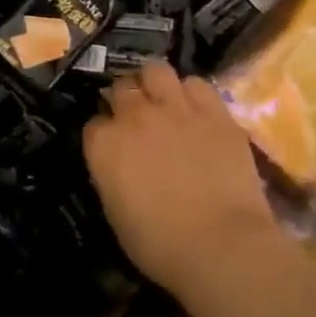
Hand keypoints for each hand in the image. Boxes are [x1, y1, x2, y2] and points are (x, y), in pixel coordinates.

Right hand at [83, 61, 283, 290]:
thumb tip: (118, 165)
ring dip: (155, 84)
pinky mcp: (215, 113)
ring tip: (163, 100)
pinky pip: (197, 84)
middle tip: (136, 117)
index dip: (104, 133)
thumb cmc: (160, 244)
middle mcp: (134, 116)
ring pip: (156, 70)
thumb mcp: (116, 212)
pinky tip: (196, 109)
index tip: (112, 146)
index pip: (94, 122)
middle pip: (122, 87)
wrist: (221, 246)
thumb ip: (111, 175)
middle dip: (125, 99)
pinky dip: (192, 93)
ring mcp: (176, 109)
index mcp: (104, 143)